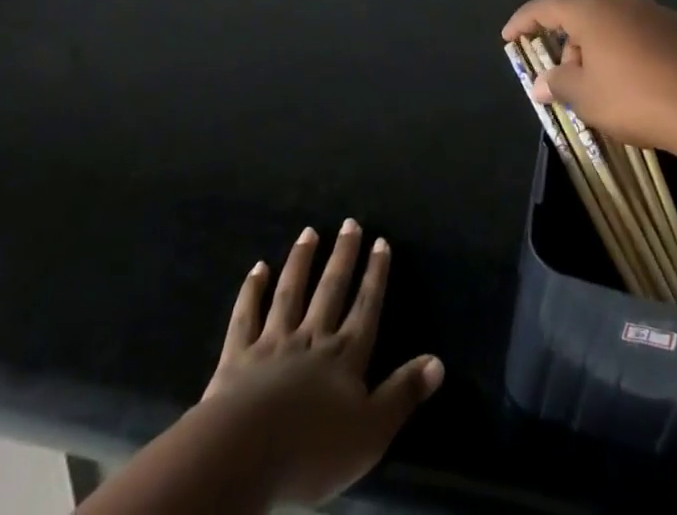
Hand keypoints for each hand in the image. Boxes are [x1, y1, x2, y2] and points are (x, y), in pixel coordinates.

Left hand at [199, 221, 442, 506]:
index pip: (366, 307)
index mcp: (344, 355)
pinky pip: (246, 316)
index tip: (381, 241)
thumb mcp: (371, 431)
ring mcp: (273, 343)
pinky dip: (252, 290)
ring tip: (309, 232)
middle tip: (350, 223)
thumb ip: (403, 393)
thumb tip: (438, 361)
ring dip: (301, 261)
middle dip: (343, 255)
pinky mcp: (238, 356)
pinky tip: (258, 267)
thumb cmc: (313, 450)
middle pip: (330, 290)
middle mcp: (312, 337)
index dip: (376, 275)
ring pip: (290, 293)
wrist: (245, 454)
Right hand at [502, 0, 676, 157]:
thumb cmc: (637, 97)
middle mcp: (622, 1)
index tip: (509, 37)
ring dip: (598, 51)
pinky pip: (640, 35)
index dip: (524, 20)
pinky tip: (638, 85)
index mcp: (592, 11)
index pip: (546, 6)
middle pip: (582, 16)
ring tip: (603, 90)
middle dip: (567, 46)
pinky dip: (627, 53)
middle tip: (566, 83)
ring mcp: (655, 12)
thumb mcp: (587, 97)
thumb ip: (558, 84)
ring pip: (613, 26)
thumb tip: (541, 82)